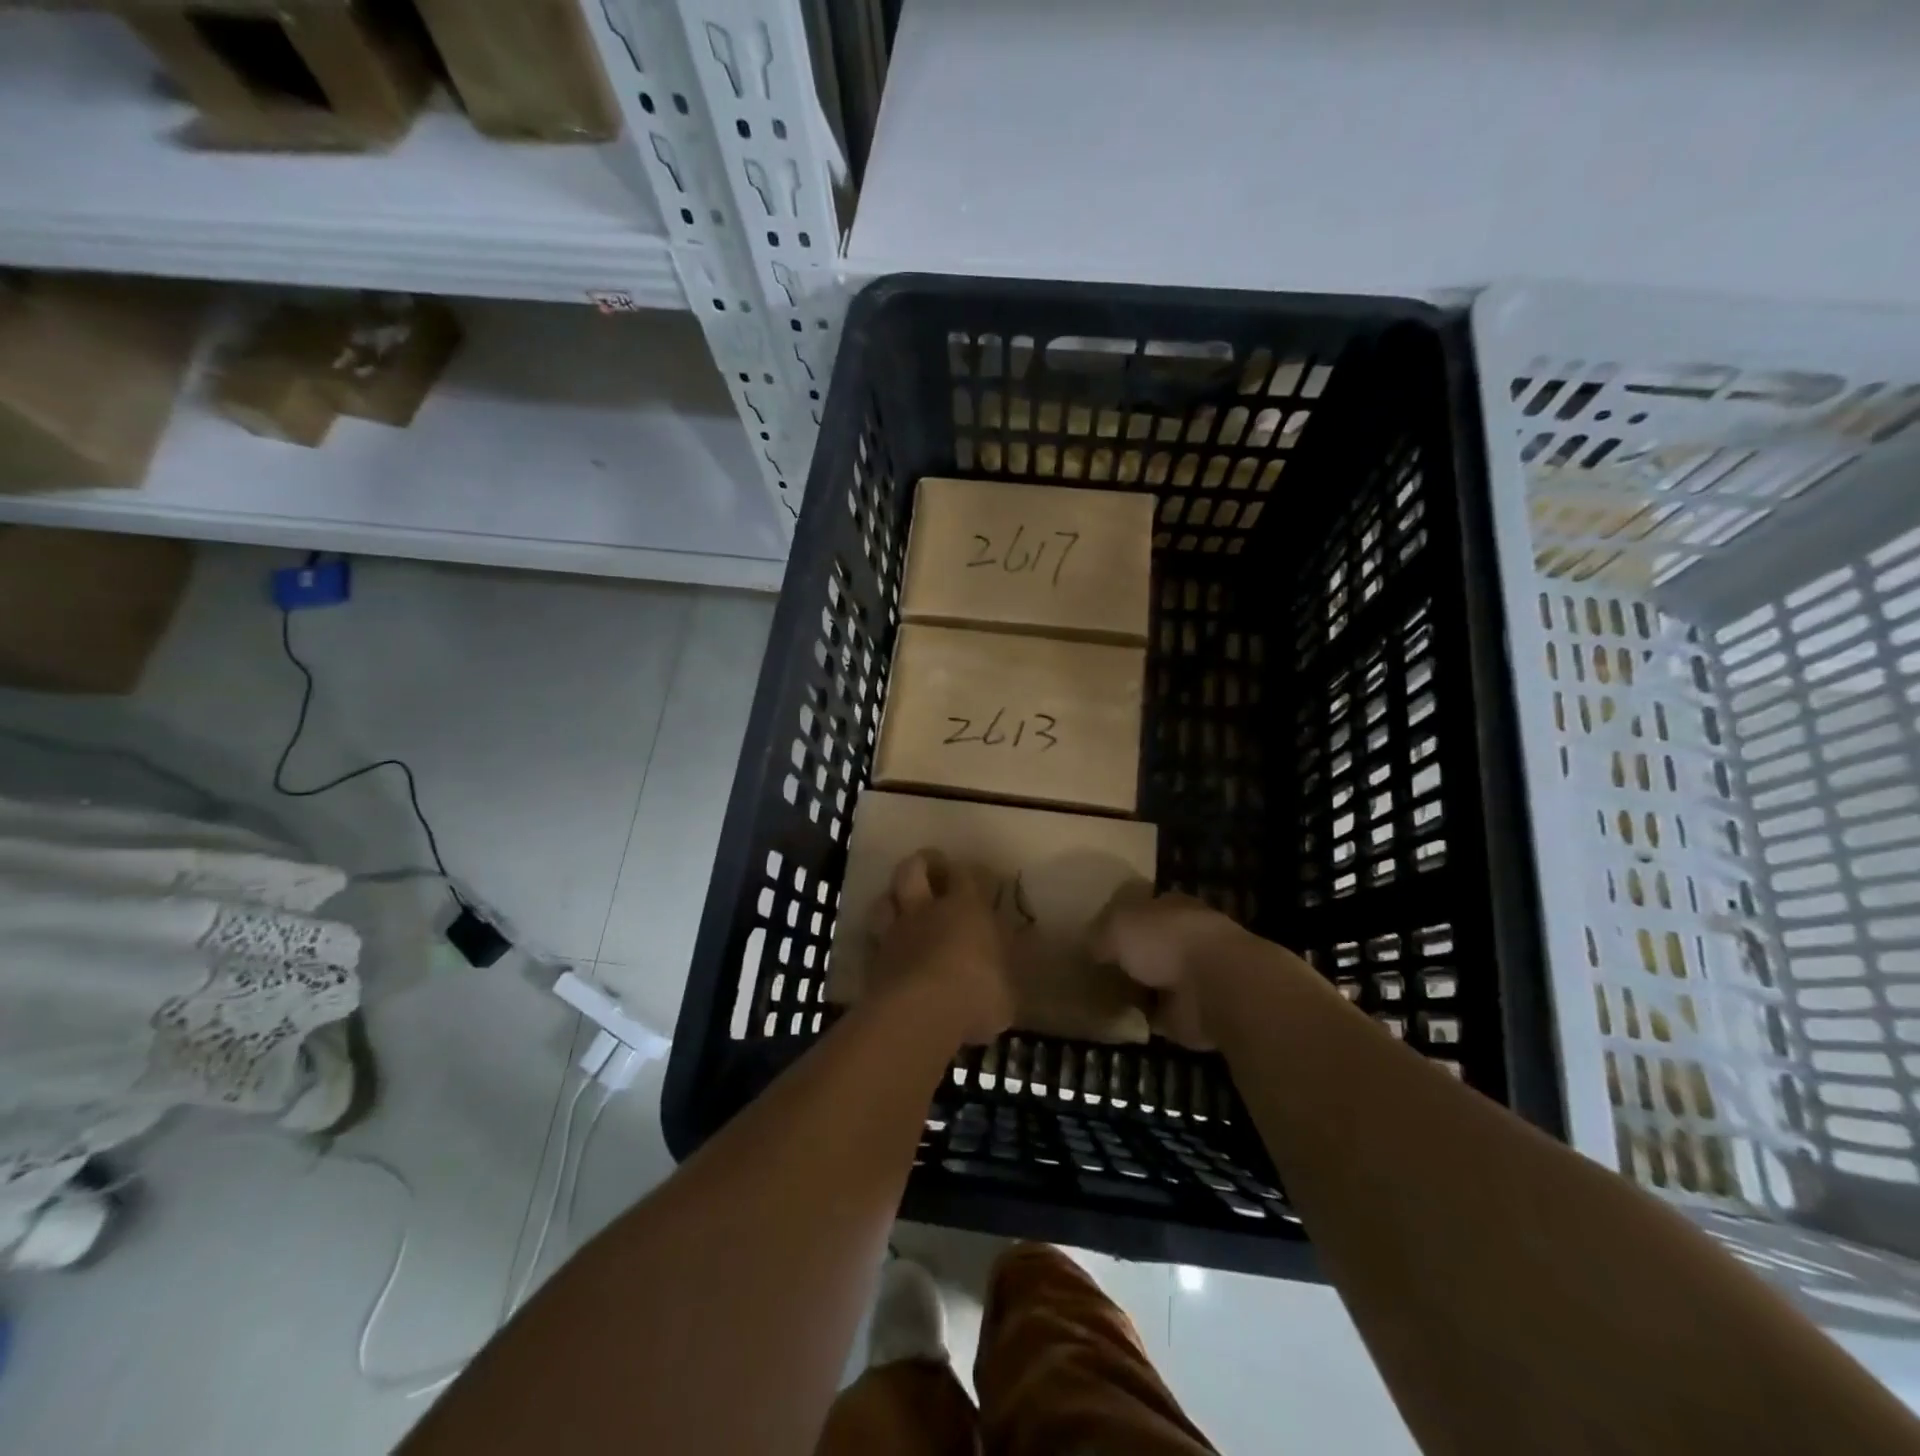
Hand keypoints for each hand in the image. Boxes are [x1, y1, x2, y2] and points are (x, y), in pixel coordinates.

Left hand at [867, 850, 1015, 1045]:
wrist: (917, 1017)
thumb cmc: (975, 994)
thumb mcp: (1009, 987)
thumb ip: (1007, 965)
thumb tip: (1017, 948)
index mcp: (966, 907)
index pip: (966, 874)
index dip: (971, 874)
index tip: (980, 881)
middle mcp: (927, 910)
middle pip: (913, 869)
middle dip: (924, 864)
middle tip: (935, 871)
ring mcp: (895, 933)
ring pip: (886, 899)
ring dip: (894, 898)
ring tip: (905, 907)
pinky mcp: (873, 960)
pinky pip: (875, 939)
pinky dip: (882, 940)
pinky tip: (891, 950)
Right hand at [1089, 883, 1244, 1047]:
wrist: (1215, 987)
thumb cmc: (1165, 941)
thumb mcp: (1116, 927)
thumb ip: (1099, 935)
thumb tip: (1091, 948)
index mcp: (1171, 906)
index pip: (1144, 909)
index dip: (1121, 920)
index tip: (1098, 935)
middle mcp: (1185, 937)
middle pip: (1151, 945)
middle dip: (1131, 956)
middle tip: (1098, 969)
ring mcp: (1193, 976)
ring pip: (1157, 979)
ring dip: (1139, 989)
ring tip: (1104, 996)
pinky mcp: (1194, 1012)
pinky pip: (1161, 1014)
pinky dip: (1146, 1018)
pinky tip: (1122, 1020)